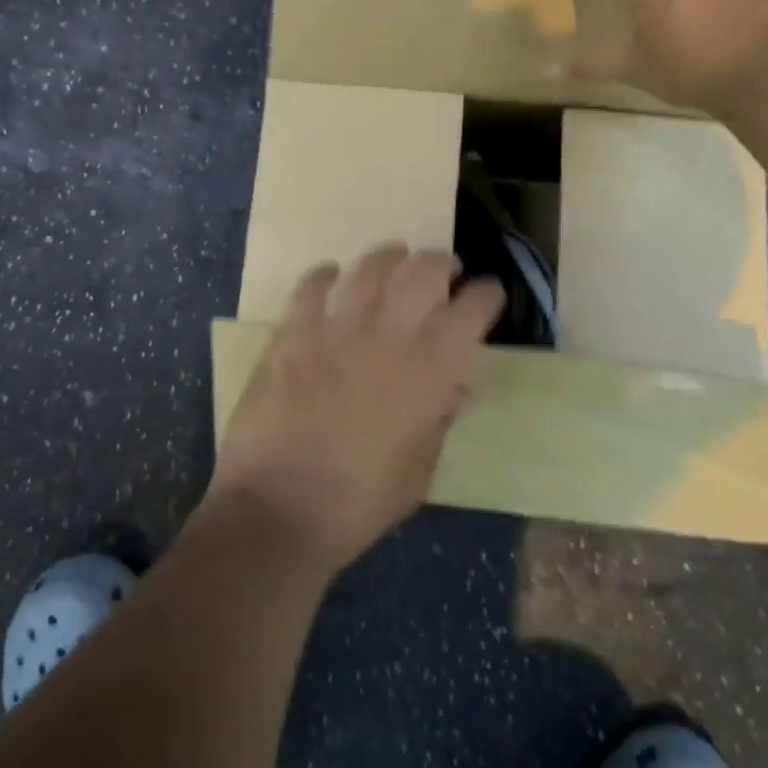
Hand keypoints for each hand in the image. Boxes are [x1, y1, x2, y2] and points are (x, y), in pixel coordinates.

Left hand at [207, 245, 504, 574]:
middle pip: (426, 270)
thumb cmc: (360, 503)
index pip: (473, 309)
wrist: (279, 509)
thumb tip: (455, 388)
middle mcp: (390, 333)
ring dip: (390, 257)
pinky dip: (325, 275)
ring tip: (397, 258)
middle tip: (445, 271)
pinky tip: (331, 276)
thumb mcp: (420, 470)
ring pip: (372, 266)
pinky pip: (312, 286)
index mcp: (431, 369)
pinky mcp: (293, 330)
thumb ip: (439, 419)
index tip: (488, 294)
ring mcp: (338, 326)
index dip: (486, 295)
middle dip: (443, 264)